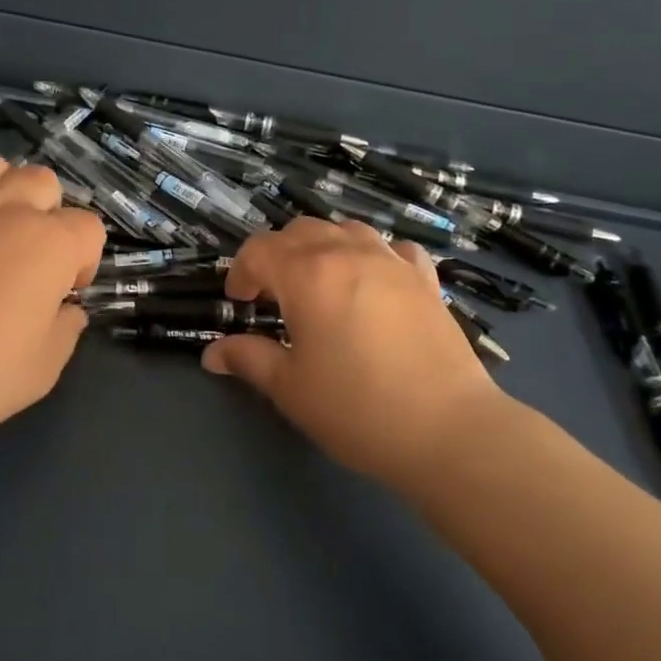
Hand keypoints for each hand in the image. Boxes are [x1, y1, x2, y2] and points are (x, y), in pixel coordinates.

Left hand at [0, 155, 104, 459]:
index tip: (63, 293)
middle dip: (48, 215)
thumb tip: (66, 310)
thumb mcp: (43, 369)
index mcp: (51, 244)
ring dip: (3, 191)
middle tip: (30, 259)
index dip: (83, 262)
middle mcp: (9, 208)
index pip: (89, 229)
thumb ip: (66, 329)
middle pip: (45, 183)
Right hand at [202, 218, 505, 494]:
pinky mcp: (425, 279)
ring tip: (319, 284)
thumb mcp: (290, 388)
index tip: (240, 303)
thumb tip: (213, 353)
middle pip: (300, 231)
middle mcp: (348, 253)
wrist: (448, 429)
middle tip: (272, 295)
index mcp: (307, 273)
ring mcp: (392, 262)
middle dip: (277, 255)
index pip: (259, 249)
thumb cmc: (356, 408)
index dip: (241, 271)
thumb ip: (248, 359)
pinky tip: (373, 282)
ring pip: (346, 230)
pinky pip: (391, 248)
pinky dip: (372, 256)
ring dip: (322, 247)